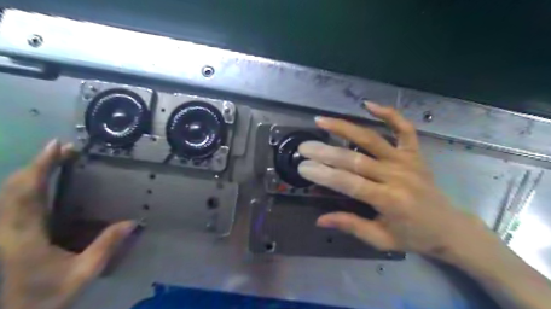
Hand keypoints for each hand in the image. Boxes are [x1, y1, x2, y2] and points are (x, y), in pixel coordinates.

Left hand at [0, 141, 135, 308]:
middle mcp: (9, 229)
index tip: (58, 147)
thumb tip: (133, 221)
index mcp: (25, 237)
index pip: (28, 194)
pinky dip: (27, 184)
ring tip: (55, 157)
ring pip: (10, 193)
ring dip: (31, 171)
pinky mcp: (11, 233)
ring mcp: (7, 231)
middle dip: (37, 163)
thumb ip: (107, 246)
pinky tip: (42, 179)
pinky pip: (13, 202)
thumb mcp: (84, 273)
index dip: (41, 167)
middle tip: (63, 147)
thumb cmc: (48, 296)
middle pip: (15, 188)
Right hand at [297, 103, 485, 260]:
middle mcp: (397, 176)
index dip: (324, 174)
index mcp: (389, 200)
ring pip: (372, 139)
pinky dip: (389, 114)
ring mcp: (407, 161)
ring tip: (321, 120)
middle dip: (326, 152)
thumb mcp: (381, 239)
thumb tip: (320, 219)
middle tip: (304, 147)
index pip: (349, 183)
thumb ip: (351, 225)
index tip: (303, 167)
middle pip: (355, 159)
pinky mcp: (415, 153)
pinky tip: (368, 105)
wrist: (449, 228)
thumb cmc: (413, 236)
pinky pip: (404, 129)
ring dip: (345, 128)